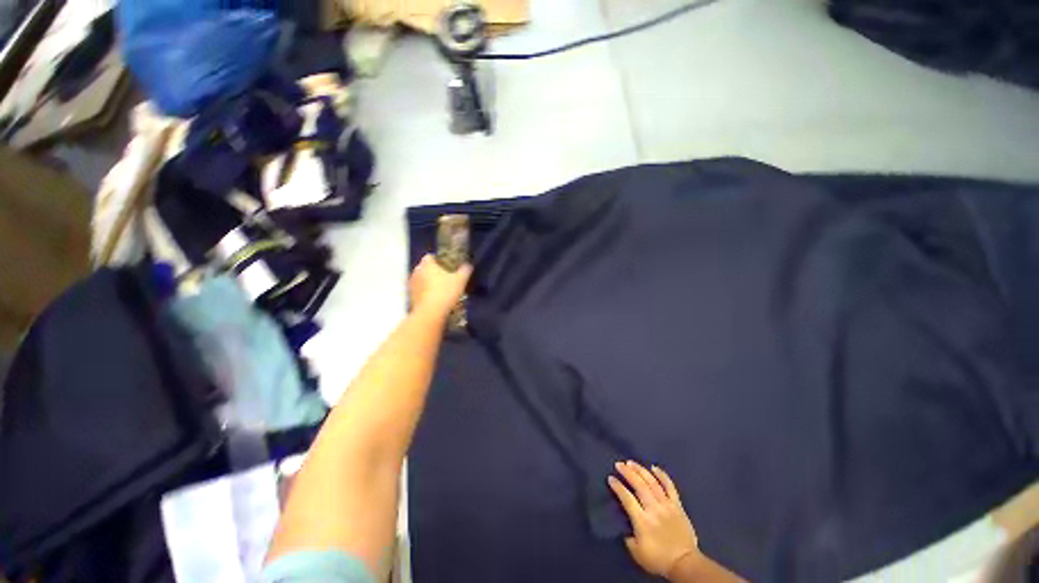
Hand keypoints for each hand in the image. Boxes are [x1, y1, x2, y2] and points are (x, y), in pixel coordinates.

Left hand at [409, 255, 471, 318]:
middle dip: (433, 272)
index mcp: (427, 264)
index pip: (430, 256)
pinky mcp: (410, 297)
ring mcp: (411, 284)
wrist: (431, 313)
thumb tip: (468, 265)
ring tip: (440, 290)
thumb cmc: (445, 292)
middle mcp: (416, 271)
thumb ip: (465, 270)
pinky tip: (434, 300)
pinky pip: (419, 291)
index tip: (447, 266)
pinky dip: (425, 293)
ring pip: (421, 280)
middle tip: (445, 278)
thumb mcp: (461, 280)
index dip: (439, 260)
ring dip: (428, 283)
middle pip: (425, 268)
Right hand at [609, 461, 698, 578]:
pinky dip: (663, 475)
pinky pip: (670, 487)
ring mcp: (667, 505)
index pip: (627, 498)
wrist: (685, 563)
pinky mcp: (677, 505)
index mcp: (642, 520)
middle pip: (639, 485)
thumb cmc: (659, 559)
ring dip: (641, 470)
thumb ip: (628, 537)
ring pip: (652, 483)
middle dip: (627, 473)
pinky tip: (654, 467)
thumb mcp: (637, 553)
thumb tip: (624, 526)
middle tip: (618, 464)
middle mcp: (654, 509)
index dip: (618, 487)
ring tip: (631, 462)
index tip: (610, 478)